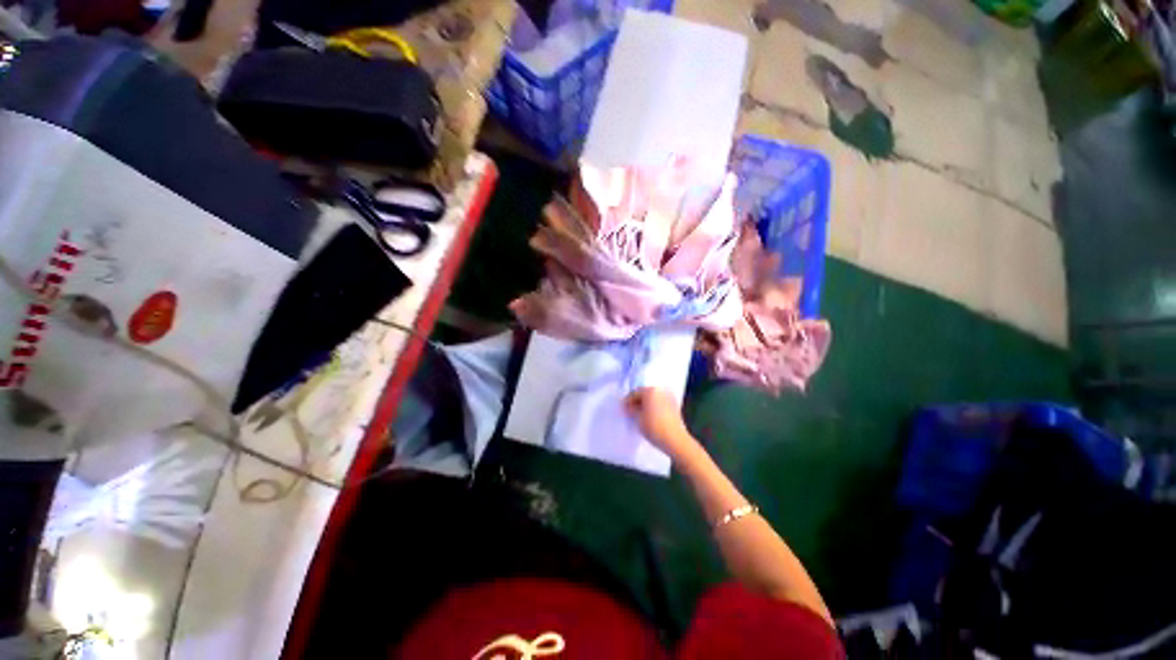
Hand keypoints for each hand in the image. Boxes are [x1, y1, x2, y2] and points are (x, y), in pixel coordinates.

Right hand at [624, 387, 692, 453]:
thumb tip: (629, 408)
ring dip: (646, 404)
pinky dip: (654, 407)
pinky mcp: (674, 405)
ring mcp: (669, 397)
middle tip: (630, 412)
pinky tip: (650, 416)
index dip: (627, 401)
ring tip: (640, 415)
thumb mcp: (638, 419)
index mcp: (650, 391)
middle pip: (645, 394)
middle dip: (637, 402)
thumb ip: (632, 410)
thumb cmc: (654, 428)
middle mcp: (660, 390)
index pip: (635, 393)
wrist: (675, 440)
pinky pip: (660, 403)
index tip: (623, 409)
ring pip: (653, 398)